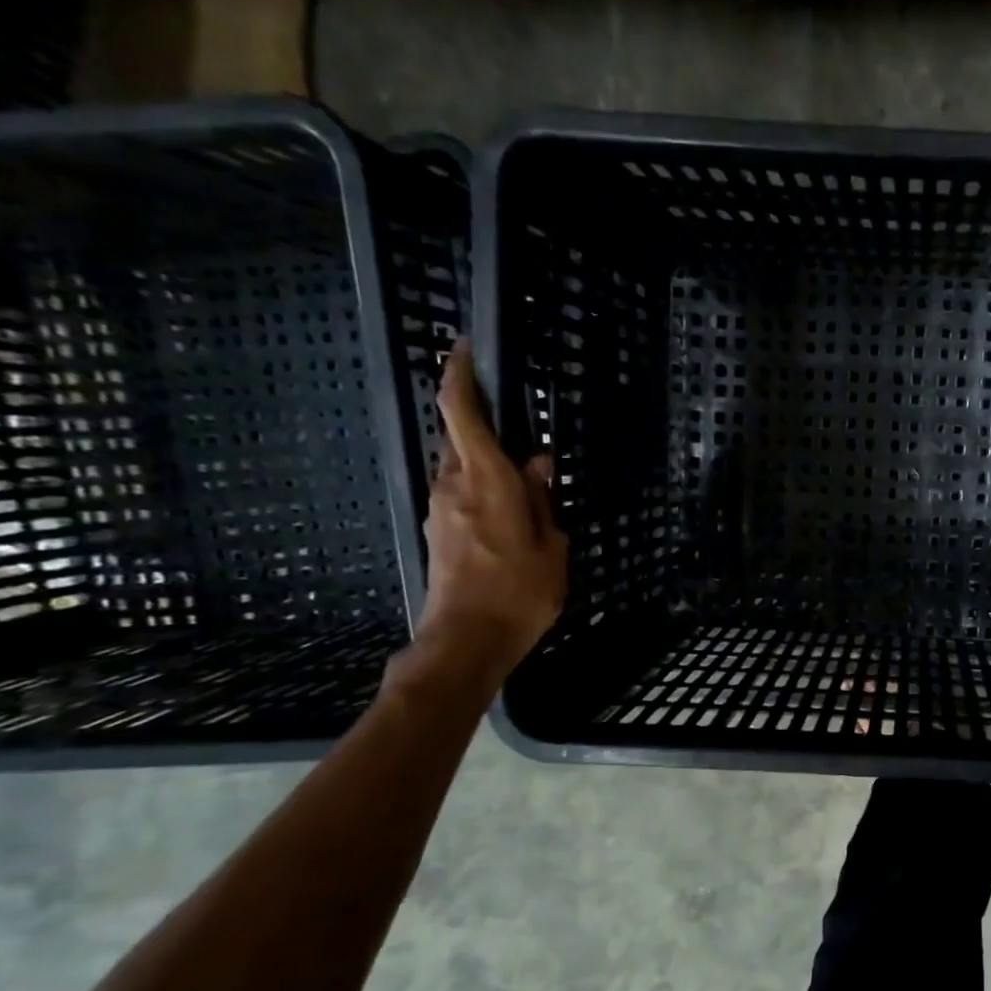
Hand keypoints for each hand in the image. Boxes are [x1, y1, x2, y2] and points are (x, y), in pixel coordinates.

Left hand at [413, 339, 567, 676]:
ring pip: (462, 468)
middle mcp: (455, 485)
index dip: (458, 375)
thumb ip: (542, 499)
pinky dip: (483, 491)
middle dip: (484, 426)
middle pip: (461, 438)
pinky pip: (461, 494)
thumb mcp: (551, 544)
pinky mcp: (438, 532)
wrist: (467, 641)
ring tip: (526, 486)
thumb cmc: (520, 591)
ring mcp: (441, 509)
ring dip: (487, 464)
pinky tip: (510, 516)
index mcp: (487, 480)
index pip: (461, 412)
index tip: (463, 350)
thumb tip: (537, 463)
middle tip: (523, 437)